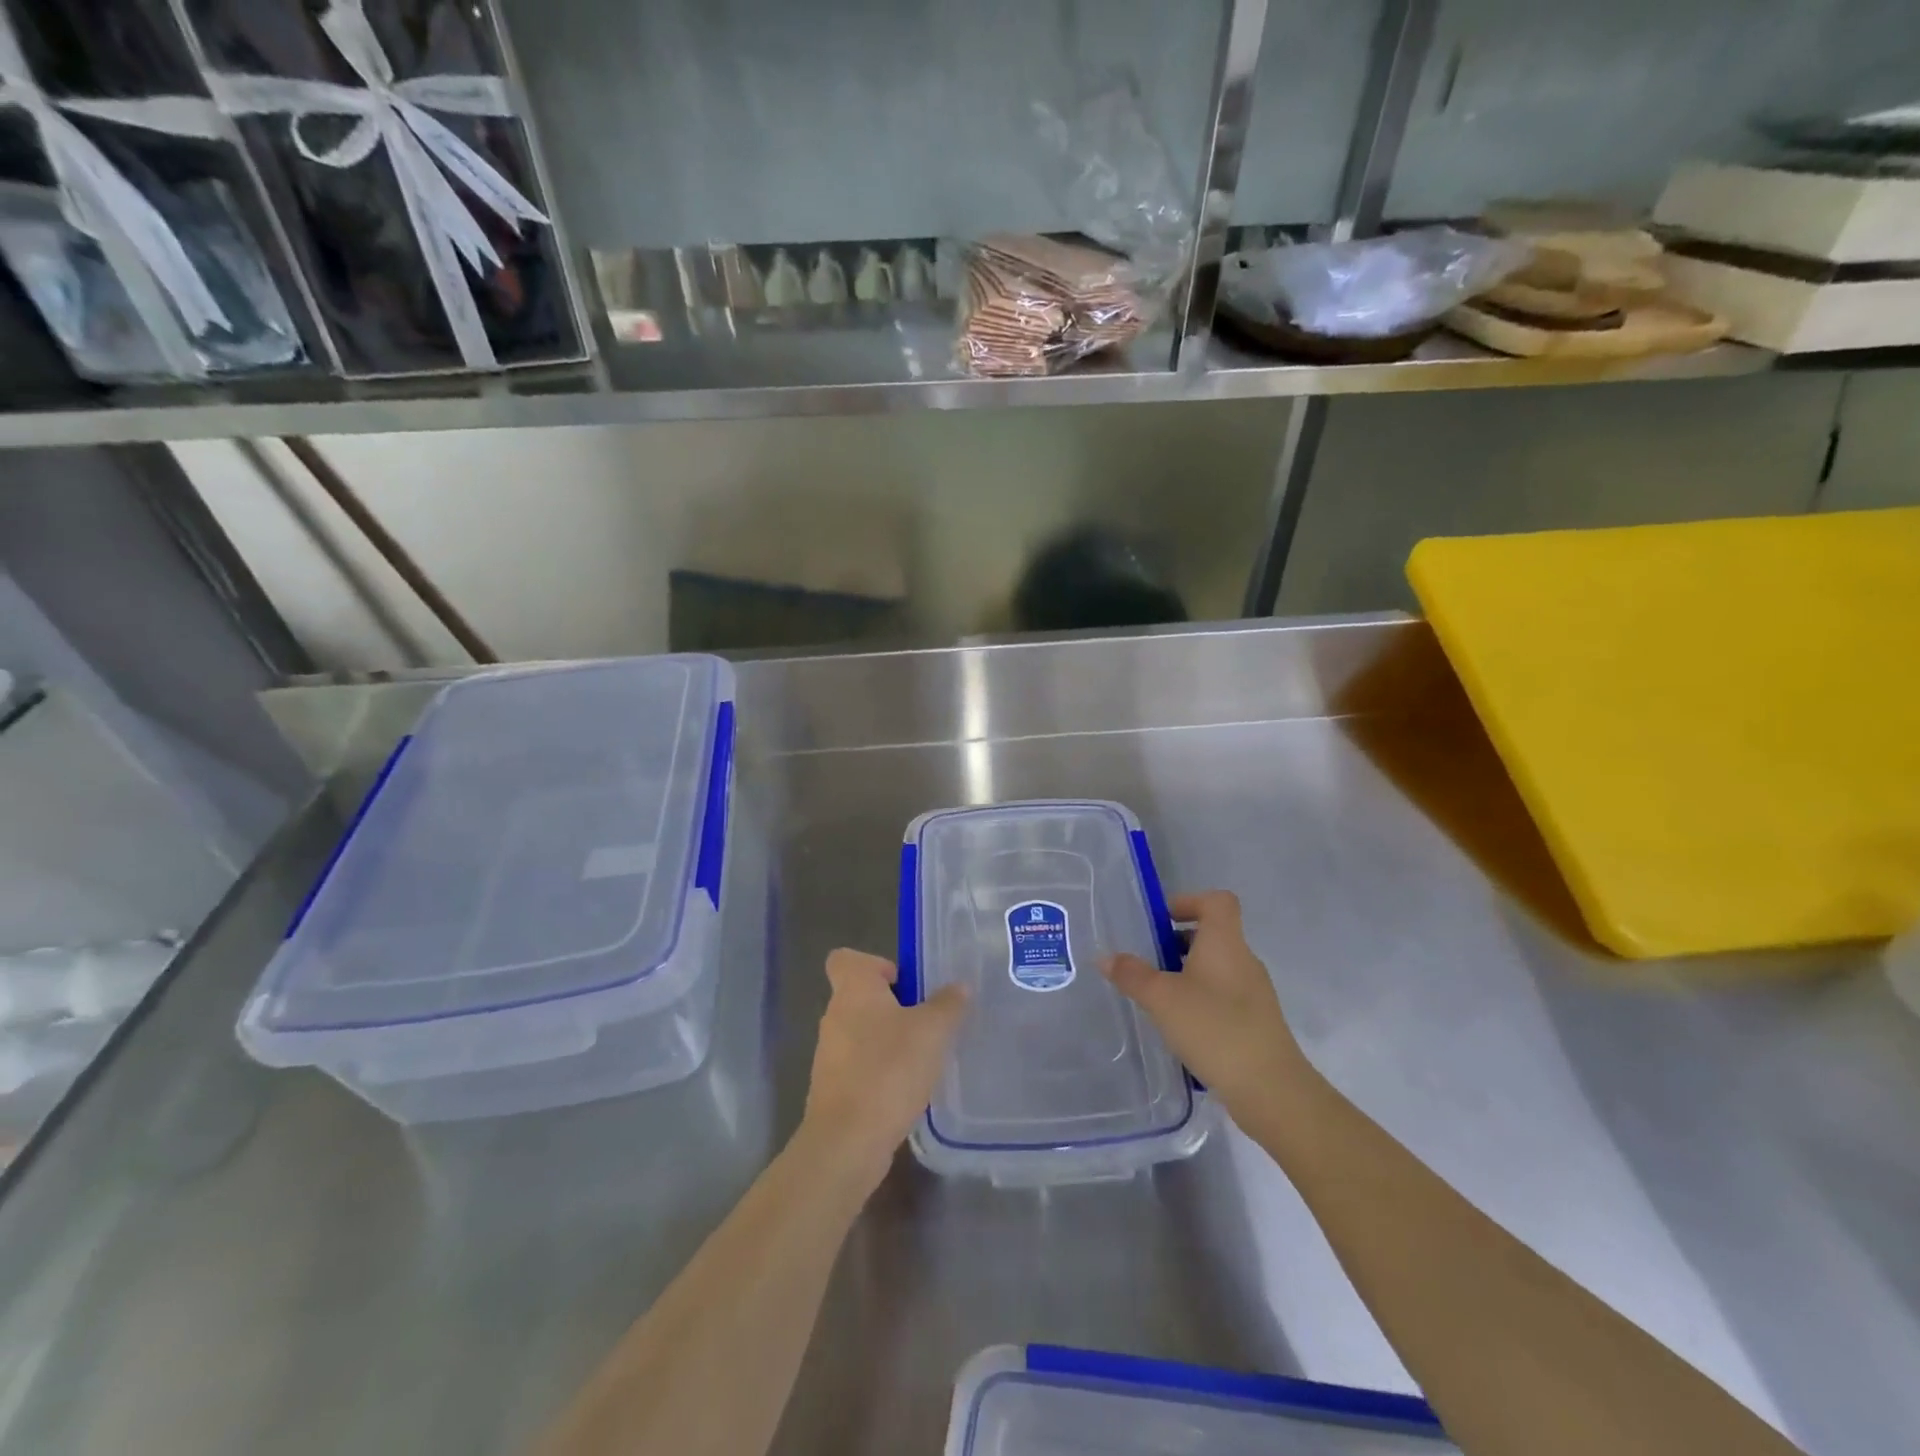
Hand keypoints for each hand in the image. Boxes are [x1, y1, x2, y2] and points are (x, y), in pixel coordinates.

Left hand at [800, 950, 968, 1188]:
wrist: (847, 1142)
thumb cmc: (888, 1070)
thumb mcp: (931, 1031)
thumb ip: (948, 1005)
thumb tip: (959, 986)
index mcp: (853, 990)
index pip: (846, 958)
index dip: (876, 964)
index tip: (906, 984)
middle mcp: (835, 1015)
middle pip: (862, 996)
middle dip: (895, 1006)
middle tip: (929, 1022)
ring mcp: (830, 1054)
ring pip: (863, 1033)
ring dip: (890, 1041)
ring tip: (924, 1058)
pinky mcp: (834, 1089)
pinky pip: (861, 1066)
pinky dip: (882, 1072)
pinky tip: (909, 1089)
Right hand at [1102, 891, 1308, 1117]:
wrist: (1270, 1089)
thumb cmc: (1214, 1028)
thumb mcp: (1162, 998)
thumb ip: (1132, 974)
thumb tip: (1104, 957)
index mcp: (1225, 943)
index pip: (1217, 901)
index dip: (1189, 901)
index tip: (1161, 921)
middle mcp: (1244, 960)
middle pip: (1213, 934)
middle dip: (1178, 942)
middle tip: (1148, 961)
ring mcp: (1254, 993)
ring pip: (1216, 968)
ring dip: (1187, 973)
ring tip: (1158, 997)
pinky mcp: (1256, 1023)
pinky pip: (1224, 996)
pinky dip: (1201, 1000)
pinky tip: (1180, 1026)